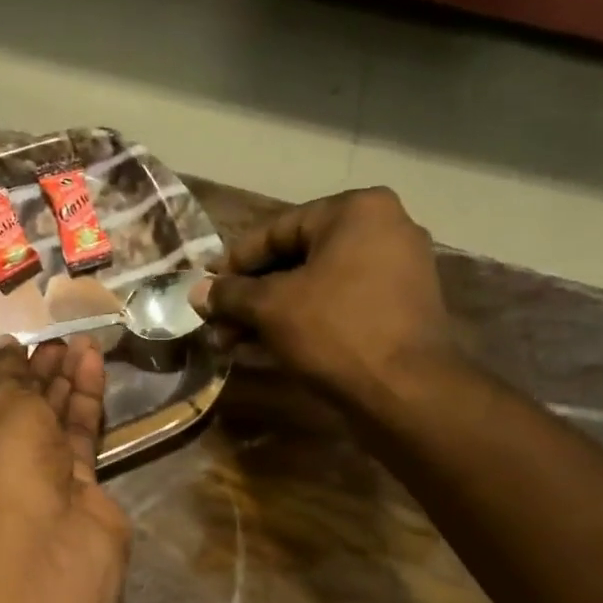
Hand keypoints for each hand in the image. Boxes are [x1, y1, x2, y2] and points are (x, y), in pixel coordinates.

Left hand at [0, 335, 129, 556]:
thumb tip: (7, 348)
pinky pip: (77, 433)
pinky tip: (93, 361)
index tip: (17, 343)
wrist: (48, 530)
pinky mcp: (74, 484)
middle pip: (15, 410)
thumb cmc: (3, 457)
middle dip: (35, 373)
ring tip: (83, 341)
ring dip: (64, 379)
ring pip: (50, 420)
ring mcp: (33, 478)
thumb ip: (6, 372)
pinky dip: (84, 398)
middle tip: (56, 339)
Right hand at [194, 187, 461, 407]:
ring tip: (229, 342)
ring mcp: (394, 273)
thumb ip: (231, 294)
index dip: (234, 261)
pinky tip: (261, 349)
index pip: (277, 229)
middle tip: (215, 321)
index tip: (205, 287)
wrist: (405, 391)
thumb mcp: (271, 308)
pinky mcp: (396, 312)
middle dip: (250, 295)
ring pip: (314, 288)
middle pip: (296, 260)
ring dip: (268, 315)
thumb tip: (197, 293)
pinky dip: (300, 324)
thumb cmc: (335, 331)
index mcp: (356, 211)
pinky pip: (336, 308)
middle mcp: (382, 231)